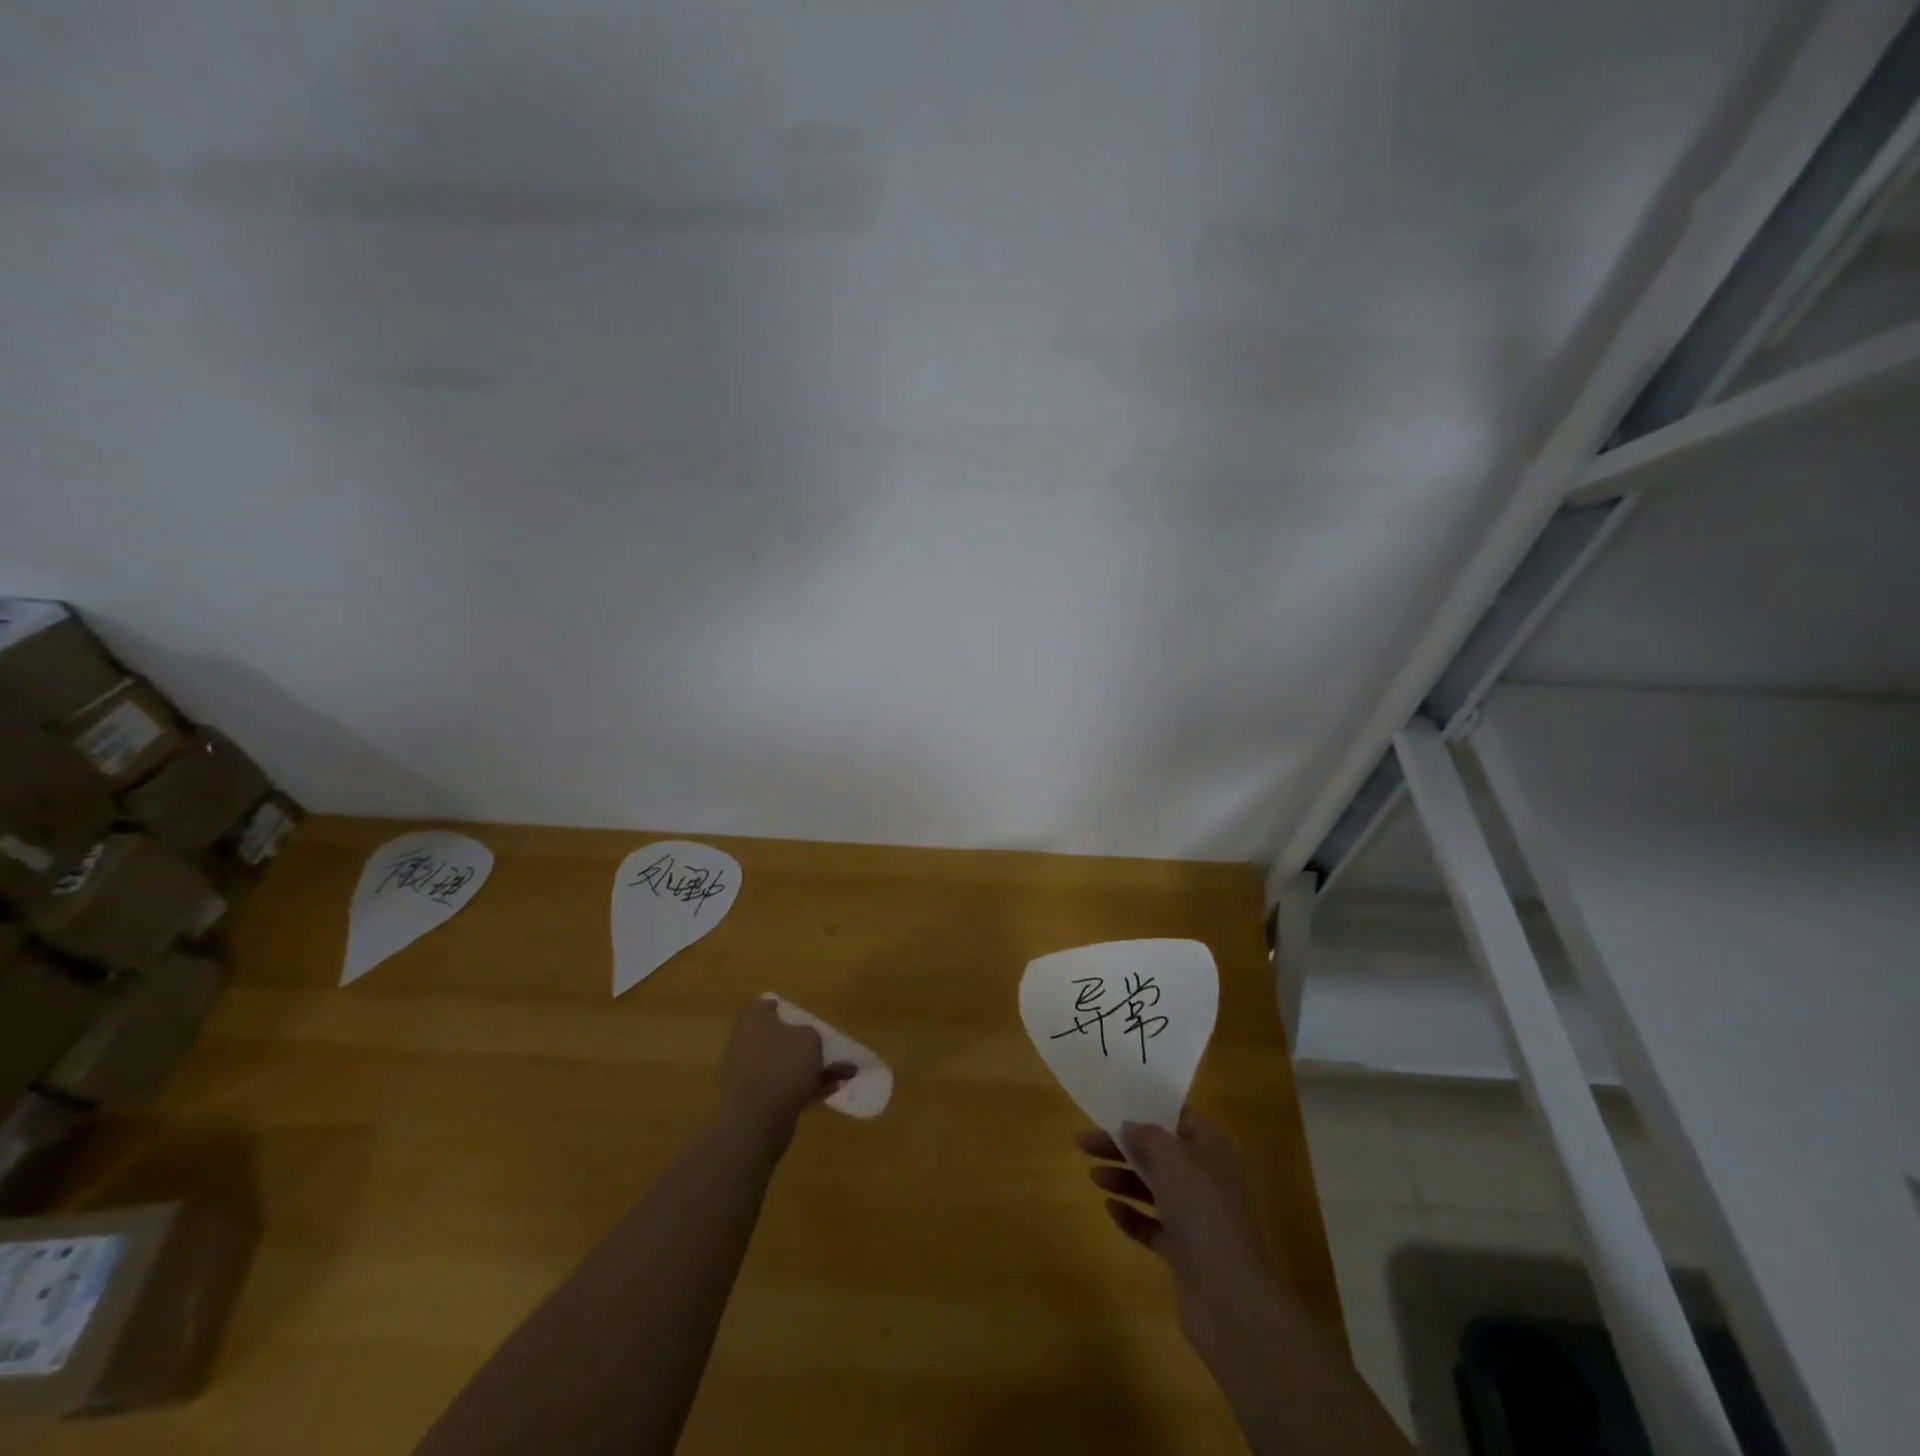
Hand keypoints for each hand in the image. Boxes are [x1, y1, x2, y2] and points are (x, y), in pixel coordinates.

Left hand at [715, 997, 853, 1147]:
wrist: (756, 1121)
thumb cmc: (782, 1065)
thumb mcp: (810, 1038)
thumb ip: (810, 1034)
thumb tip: (804, 1040)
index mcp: (753, 1022)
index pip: (763, 1006)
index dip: (780, 1008)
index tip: (799, 1014)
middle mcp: (745, 1045)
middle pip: (776, 1038)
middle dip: (803, 1044)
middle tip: (827, 1047)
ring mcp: (749, 1076)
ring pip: (784, 1066)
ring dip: (812, 1069)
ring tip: (845, 1073)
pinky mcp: (755, 1103)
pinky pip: (785, 1089)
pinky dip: (807, 1088)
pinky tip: (834, 1089)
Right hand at [1076, 1107, 1281, 1345]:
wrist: (1229, 1298)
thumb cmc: (1202, 1212)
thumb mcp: (1173, 1159)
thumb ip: (1148, 1136)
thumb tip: (1130, 1126)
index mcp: (1211, 1150)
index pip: (1179, 1118)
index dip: (1148, 1110)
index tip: (1114, 1107)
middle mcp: (1206, 1179)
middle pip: (1159, 1153)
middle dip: (1123, 1146)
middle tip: (1085, 1142)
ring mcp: (1196, 1218)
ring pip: (1154, 1188)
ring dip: (1123, 1179)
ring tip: (1093, 1176)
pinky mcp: (1184, 1252)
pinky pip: (1153, 1225)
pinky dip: (1132, 1215)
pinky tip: (1110, 1209)